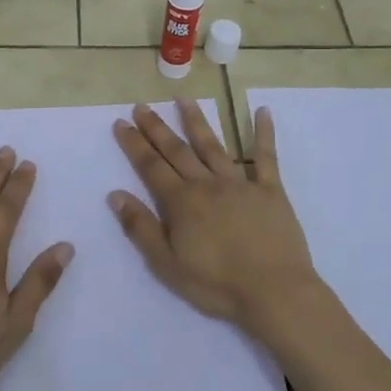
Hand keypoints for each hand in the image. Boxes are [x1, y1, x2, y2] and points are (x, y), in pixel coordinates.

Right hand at [108, 100, 324, 337]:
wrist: (274, 291)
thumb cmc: (217, 284)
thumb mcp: (167, 264)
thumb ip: (141, 228)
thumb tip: (115, 195)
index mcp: (182, 202)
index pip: (151, 166)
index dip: (134, 144)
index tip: (121, 122)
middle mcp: (208, 184)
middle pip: (178, 150)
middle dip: (157, 128)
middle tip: (142, 106)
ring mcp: (241, 184)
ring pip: (214, 145)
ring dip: (197, 121)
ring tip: (184, 99)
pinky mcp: (270, 190)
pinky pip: (266, 157)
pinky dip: (263, 133)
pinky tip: (261, 110)